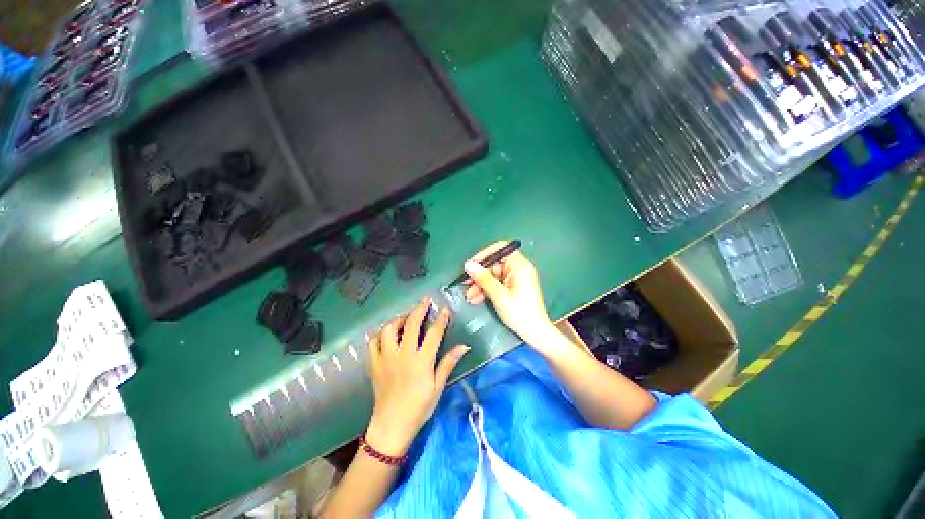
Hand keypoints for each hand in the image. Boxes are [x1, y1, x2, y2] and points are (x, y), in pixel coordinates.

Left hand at [366, 297, 469, 456]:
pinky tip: (388, 334)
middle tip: (425, 300)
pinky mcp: (374, 363)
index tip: (444, 309)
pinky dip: (381, 333)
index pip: (434, 333)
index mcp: (421, 361)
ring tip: (407, 317)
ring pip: (389, 329)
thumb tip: (464, 346)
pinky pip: (374, 341)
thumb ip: (449, 363)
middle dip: (420, 309)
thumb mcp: (438, 386)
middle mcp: (403, 355)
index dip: (441, 319)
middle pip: (411, 324)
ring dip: (399, 319)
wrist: (391, 426)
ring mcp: (386, 358)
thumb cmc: (419, 407)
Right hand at [463, 242, 554, 344]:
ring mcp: (516, 279)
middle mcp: (518, 269)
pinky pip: (497, 284)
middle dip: (479, 276)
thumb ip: (483, 278)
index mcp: (519, 265)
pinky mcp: (513, 288)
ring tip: (469, 296)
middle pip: (494, 265)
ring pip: (493, 276)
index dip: (484, 255)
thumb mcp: (499, 295)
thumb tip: (468, 264)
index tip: (471, 265)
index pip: (500, 249)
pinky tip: (476, 299)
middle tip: (465, 284)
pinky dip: (487, 290)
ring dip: (480, 285)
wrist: (536, 334)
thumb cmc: (519, 313)